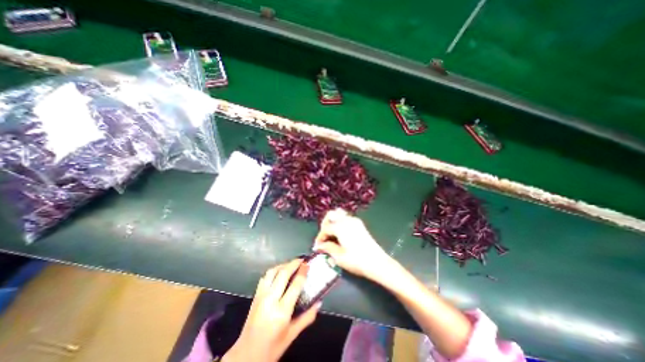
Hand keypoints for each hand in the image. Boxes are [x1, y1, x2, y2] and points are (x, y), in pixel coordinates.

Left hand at [224, 258, 320, 361]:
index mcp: (282, 311)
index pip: (295, 284)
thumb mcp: (292, 335)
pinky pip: (265, 277)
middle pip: (283, 273)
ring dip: (283, 265)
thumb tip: (319, 302)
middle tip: (302, 260)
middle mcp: (270, 299)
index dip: (303, 272)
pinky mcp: (255, 295)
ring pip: (272, 272)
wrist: (246, 356)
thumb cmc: (272, 348)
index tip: (308, 264)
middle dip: (294, 263)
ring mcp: (261, 296)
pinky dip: (273, 271)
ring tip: (291, 264)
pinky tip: (279, 273)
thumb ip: (307, 317)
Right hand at [315, 209, 392, 279]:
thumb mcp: (339, 257)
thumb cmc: (356, 261)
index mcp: (340, 227)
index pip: (325, 228)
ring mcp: (354, 220)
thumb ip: (327, 248)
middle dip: (325, 223)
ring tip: (331, 233)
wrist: (377, 262)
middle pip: (331, 214)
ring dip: (333, 221)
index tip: (317, 246)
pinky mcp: (359, 224)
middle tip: (324, 236)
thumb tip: (320, 245)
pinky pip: (346, 218)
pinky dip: (340, 222)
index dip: (320, 237)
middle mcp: (347, 220)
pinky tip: (340, 234)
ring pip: (339, 214)